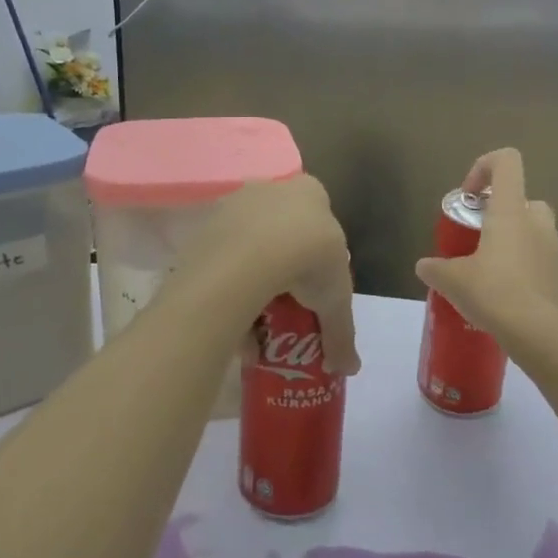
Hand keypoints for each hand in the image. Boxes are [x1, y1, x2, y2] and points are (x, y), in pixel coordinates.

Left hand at [170, 175, 359, 374]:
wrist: (252, 255)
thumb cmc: (309, 261)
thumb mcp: (336, 300)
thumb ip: (342, 333)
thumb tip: (350, 369)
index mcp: (311, 193)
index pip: (319, 221)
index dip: (318, 256)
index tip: (315, 289)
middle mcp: (272, 188)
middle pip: (282, 233)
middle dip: (284, 270)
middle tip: (287, 306)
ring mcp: (236, 203)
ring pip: (249, 247)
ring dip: (254, 282)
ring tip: (257, 324)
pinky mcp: (207, 223)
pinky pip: (222, 258)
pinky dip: (229, 287)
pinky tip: (234, 319)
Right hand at [415, 148, 557, 343]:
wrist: (540, 336)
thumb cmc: (493, 293)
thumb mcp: (452, 280)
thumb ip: (435, 268)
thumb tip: (424, 266)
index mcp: (511, 212)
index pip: (507, 162)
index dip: (484, 167)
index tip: (468, 196)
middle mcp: (538, 224)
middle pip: (524, 200)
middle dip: (502, 214)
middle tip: (479, 238)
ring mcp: (555, 253)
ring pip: (535, 234)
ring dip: (514, 244)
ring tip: (489, 274)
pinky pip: (542, 266)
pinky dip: (526, 273)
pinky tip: (507, 299)